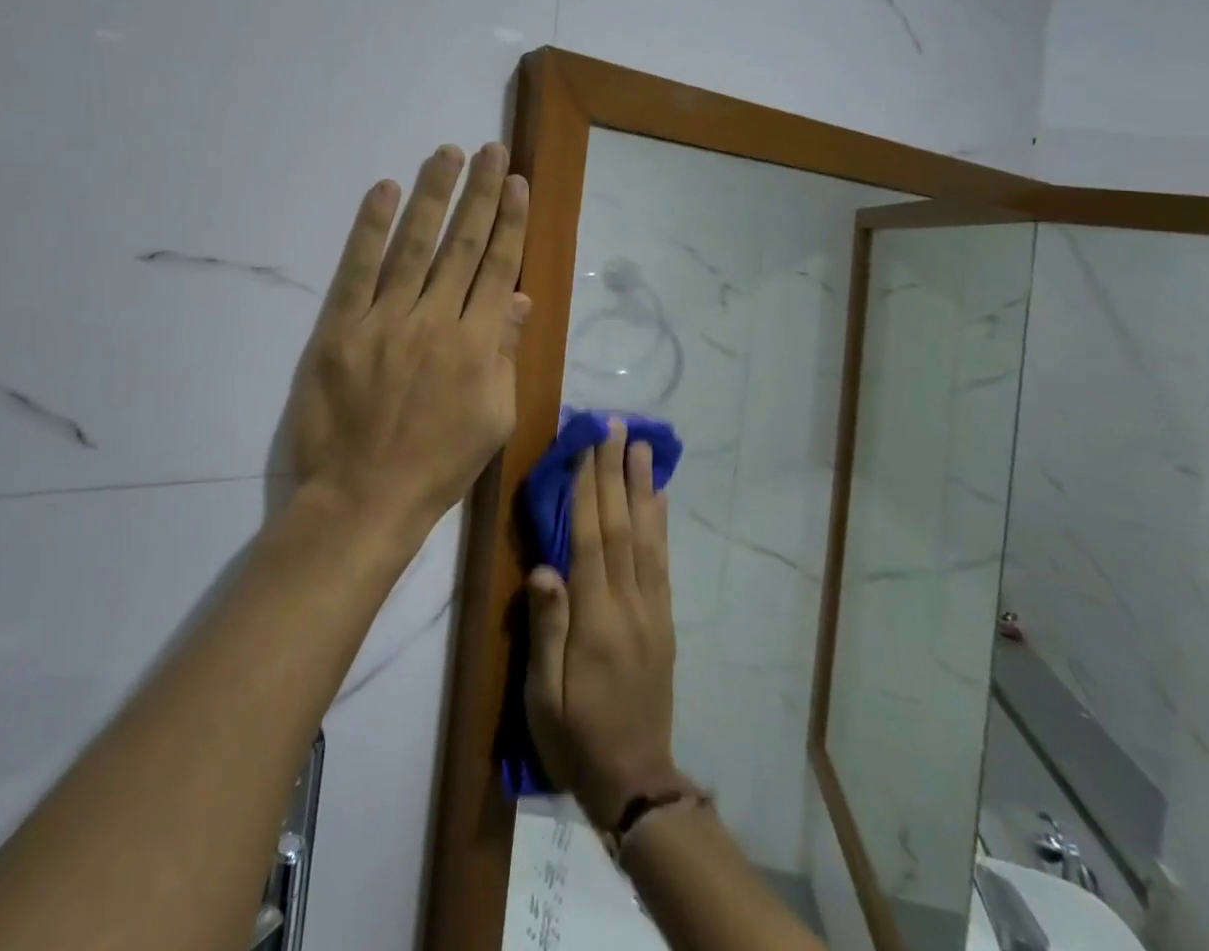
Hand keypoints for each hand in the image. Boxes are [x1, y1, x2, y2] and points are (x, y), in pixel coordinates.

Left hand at [283, 143, 529, 538]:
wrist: (365, 496)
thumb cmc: (438, 464)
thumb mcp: (494, 418)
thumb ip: (505, 353)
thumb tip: (517, 297)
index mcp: (478, 344)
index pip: (498, 266)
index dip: (510, 221)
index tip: (517, 182)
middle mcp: (436, 320)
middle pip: (462, 244)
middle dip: (480, 193)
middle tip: (491, 149)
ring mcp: (386, 320)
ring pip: (415, 245)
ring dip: (433, 195)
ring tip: (447, 154)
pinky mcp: (342, 327)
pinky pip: (358, 269)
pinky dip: (371, 228)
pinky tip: (385, 190)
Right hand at [524, 420, 684, 828]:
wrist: (636, 781)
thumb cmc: (575, 737)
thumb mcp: (543, 696)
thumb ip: (546, 629)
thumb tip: (543, 567)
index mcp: (595, 621)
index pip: (590, 541)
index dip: (588, 490)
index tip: (586, 446)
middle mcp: (629, 605)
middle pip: (621, 527)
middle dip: (616, 473)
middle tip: (616, 427)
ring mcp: (652, 611)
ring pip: (647, 537)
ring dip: (642, 487)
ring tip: (641, 446)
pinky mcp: (664, 620)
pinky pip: (663, 562)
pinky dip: (661, 524)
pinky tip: (659, 497)